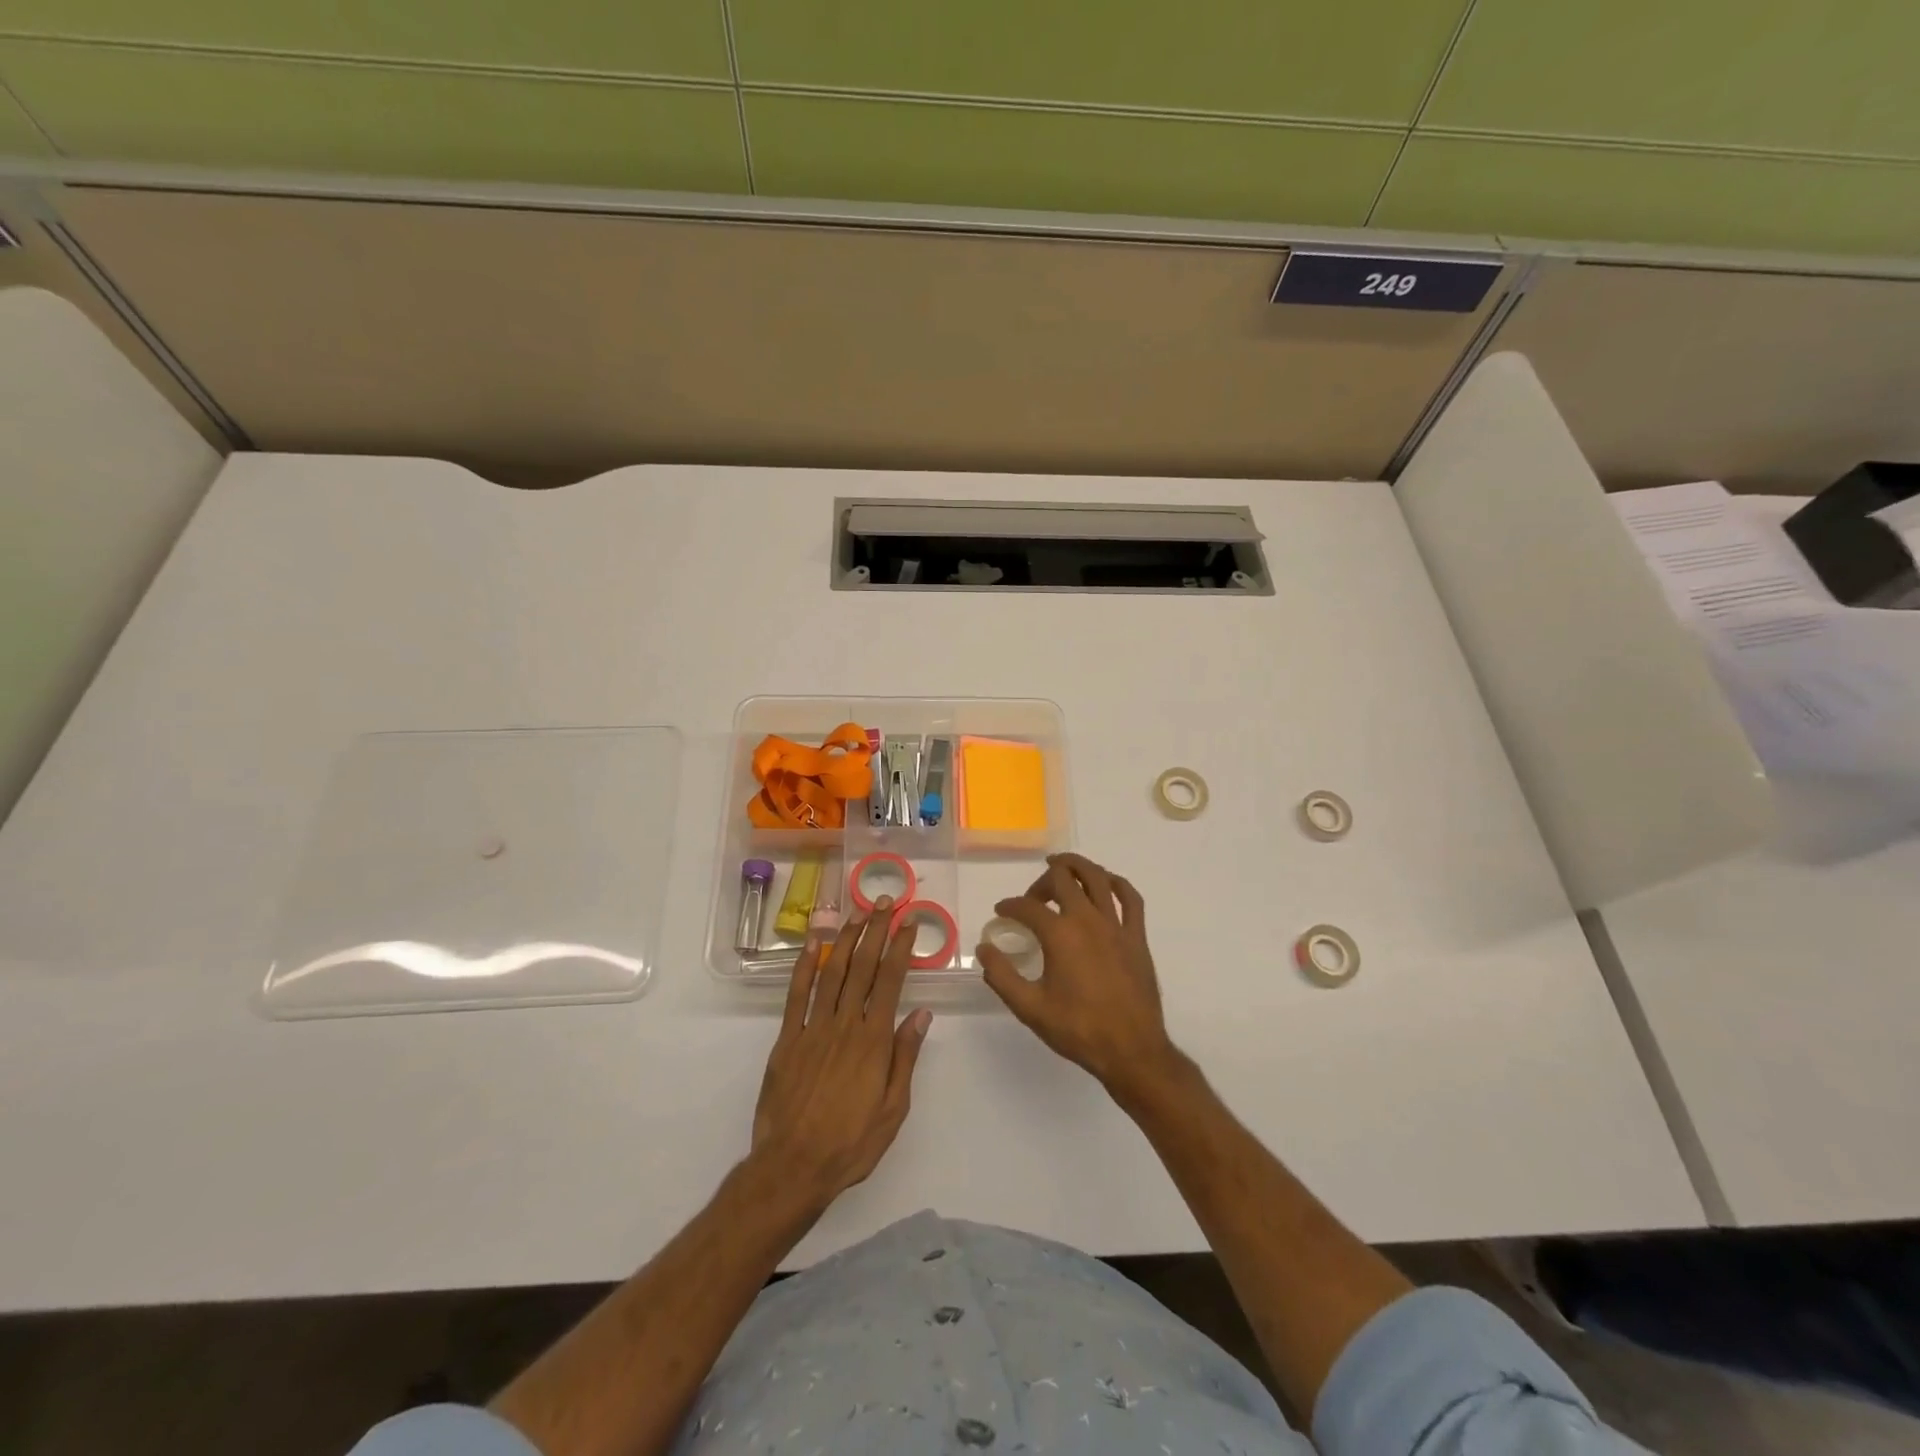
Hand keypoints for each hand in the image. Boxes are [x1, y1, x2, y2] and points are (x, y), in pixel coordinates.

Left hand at [750, 897, 931, 1212]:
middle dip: (875, 930)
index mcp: (873, 1040)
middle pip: (862, 967)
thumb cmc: (851, 1143)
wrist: (792, 1167)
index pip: (890, 981)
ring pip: (831, 972)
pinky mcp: (787, 1039)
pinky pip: (796, 995)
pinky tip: (811, 944)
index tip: (909, 922)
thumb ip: (905, 1057)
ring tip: (857, 913)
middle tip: (885, 902)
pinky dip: (803, 966)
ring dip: (845, 939)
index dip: (900, 947)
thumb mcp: (893, 1109)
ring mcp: (812, 1028)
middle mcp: (844, 1025)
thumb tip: (921, 1013)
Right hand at [977, 854, 1180, 1100]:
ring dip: (1076, 866)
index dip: (1010, 906)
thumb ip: (1002, 975)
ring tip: (1062, 866)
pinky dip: (1116, 883)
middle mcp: (1087, 919)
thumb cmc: (1078, 1029)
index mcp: (1060, 934)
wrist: (1131, 1050)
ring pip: (1097, 877)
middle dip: (1041, 882)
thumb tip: (983, 949)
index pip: (1027, 906)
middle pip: (1062, 878)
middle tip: (1033, 898)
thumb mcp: (1030, 1008)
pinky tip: (1106, 883)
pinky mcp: (1137, 936)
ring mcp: (1116, 925)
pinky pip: (1130, 897)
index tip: (1001, 913)